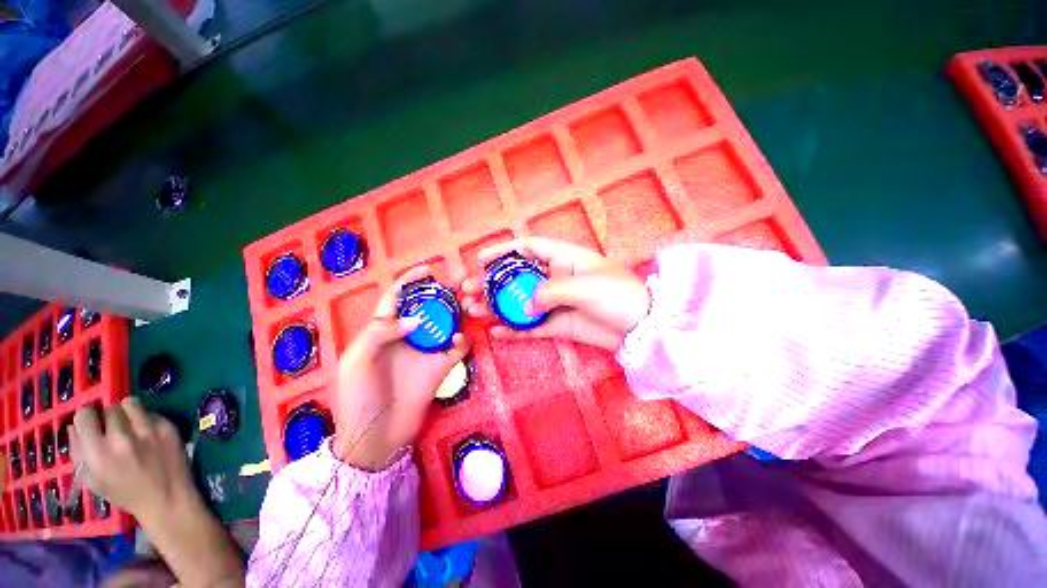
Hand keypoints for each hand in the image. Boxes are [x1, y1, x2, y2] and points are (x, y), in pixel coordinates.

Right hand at [68, 397, 196, 525]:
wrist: (167, 498)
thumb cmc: (126, 494)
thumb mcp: (93, 480)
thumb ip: (79, 453)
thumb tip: (74, 427)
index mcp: (98, 453)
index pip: (85, 415)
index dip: (87, 417)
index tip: (92, 422)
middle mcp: (122, 438)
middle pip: (109, 409)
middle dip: (109, 417)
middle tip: (113, 428)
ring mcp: (148, 431)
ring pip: (130, 404)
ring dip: (128, 412)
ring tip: (130, 425)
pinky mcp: (168, 428)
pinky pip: (152, 413)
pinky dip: (148, 420)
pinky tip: (149, 434)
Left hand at [334, 266, 469, 469]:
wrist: (376, 436)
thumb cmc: (359, 396)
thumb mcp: (357, 360)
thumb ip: (382, 332)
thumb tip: (417, 319)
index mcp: (384, 329)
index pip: (399, 297)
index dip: (411, 281)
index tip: (429, 269)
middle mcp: (410, 334)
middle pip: (429, 305)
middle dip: (444, 290)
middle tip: (462, 279)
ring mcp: (428, 349)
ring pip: (448, 321)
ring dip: (460, 310)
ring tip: (470, 300)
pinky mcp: (443, 365)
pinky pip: (458, 346)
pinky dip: (462, 339)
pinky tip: (459, 338)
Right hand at [461, 238, 650, 351]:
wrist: (642, 328)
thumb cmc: (617, 295)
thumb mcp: (584, 286)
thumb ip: (550, 292)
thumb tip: (525, 305)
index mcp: (564, 259)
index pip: (529, 248)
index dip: (504, 251)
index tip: (481, 259)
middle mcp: (556, 278)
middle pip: (517, 277)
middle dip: (491, 283)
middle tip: (467, 290)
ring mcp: (555, 303)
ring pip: (519, 303)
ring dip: (496, 306)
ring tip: (473, 310)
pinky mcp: (558, 325)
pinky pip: (531, 327)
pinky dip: (514, 329)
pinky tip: (496, 331)